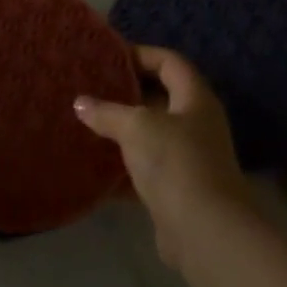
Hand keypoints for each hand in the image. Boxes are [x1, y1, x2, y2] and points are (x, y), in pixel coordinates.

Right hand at [75, 45, 255, 267]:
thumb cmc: (175, 162)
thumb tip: (81, 103)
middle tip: (91, 87)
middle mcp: (197, 124)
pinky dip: (122, 165)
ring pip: (151, 134)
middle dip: (126, 93)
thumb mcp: (136, 127)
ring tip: (87, 120)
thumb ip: (107, 112)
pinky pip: (145, 168)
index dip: (141, 54)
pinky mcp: (177, 190)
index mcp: (195, 99)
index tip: (107, 57)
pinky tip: (94, 163)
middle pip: (160, 98)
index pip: (170, 62)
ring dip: (122, 130)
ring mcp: (189, 159)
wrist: (206, 232)